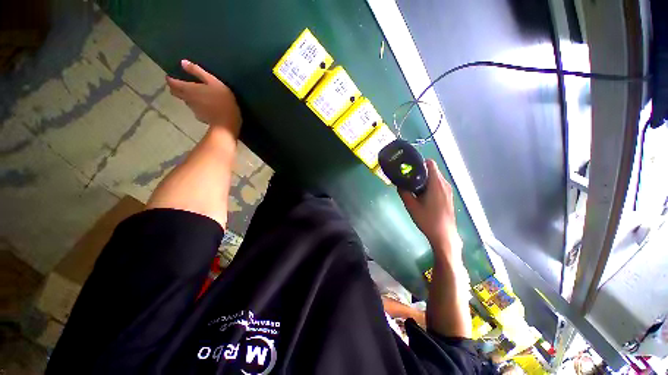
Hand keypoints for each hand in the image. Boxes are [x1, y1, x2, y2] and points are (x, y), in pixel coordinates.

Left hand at [166, 60, 240, 137]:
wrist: (226, 123)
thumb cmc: (222, 100)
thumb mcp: (213, 82)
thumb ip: (198, 72)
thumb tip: (183, 62)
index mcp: (188, 89)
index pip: (172, 83)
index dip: (170, 79)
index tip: (171, 76)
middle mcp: (187, 99)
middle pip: (176, 93)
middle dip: (175, 88)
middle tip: (179, 85)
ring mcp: (194, 110)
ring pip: (186, 101)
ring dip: (187, 97)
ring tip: (195, 95)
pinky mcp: (201, 118)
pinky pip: (195, 109)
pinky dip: (197, 106)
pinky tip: (205, 106)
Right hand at [399, 159, 461, 256]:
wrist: (444, 235)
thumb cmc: (427, 220)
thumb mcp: (411, 206)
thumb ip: (403, 192)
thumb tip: (398, 184)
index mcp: (436, 183)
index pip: (430, 163)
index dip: (419, 163)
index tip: (409, 168)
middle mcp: (444, 184)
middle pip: (432, 170)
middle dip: (419, 172)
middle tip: (407, 179)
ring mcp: (448, 190)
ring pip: (435, 178)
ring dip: (424, 180)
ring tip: (413, 188)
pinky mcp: (448, 196)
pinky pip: (438, 185)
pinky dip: (429, 185)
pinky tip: (421, 195)